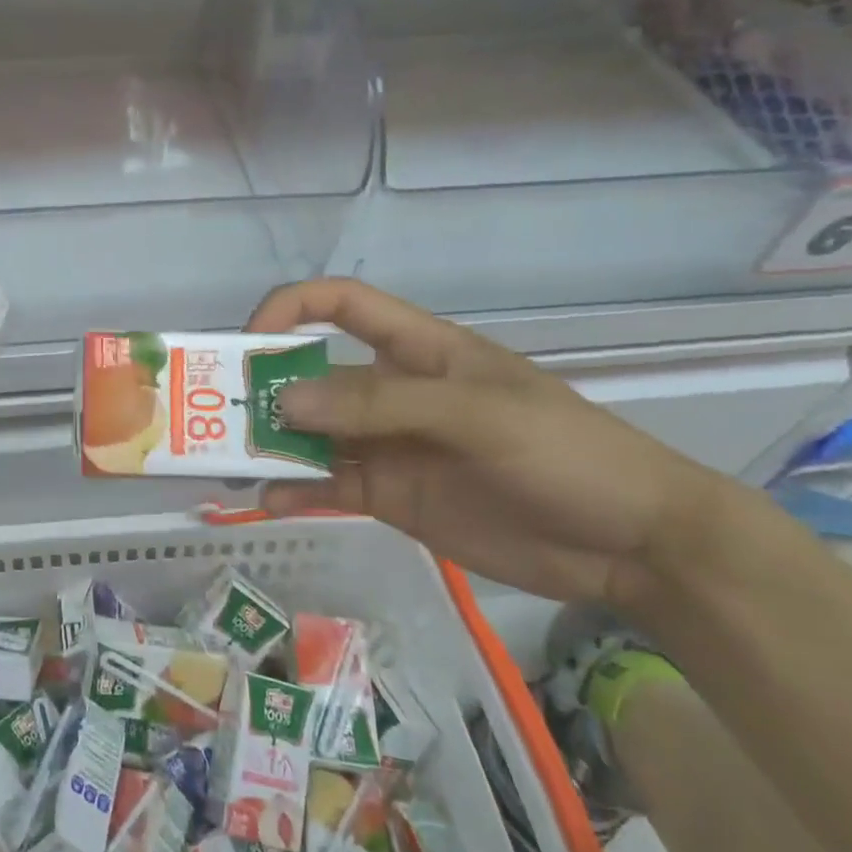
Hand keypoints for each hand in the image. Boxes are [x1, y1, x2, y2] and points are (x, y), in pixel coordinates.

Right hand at [247, 279, 729, 607]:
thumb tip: (286, 401)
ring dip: (271, 441)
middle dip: (265, 385)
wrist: (633, 546)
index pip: (341, 305)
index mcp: (417, 349)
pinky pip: (329, 485)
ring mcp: (389, 445)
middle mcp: (392, 391)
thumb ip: (380, 403)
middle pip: (313, 373)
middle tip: (218, 412)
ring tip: (231, 460)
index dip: (290, 309)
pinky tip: (271, 500)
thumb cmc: (563, 452)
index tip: (248, 342)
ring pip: (313, 433)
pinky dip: (296, 489)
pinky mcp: (391, 494)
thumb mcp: (475, 413)